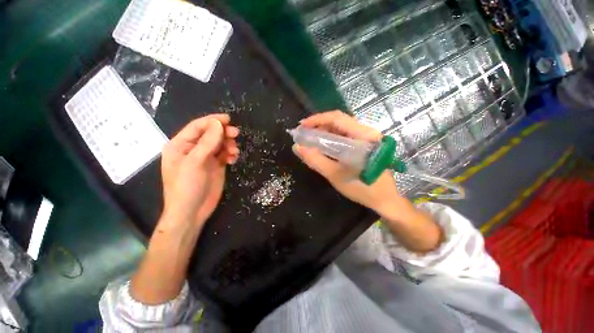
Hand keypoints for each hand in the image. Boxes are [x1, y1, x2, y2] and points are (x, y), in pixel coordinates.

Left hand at [161, 114, 238, 228]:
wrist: (192, 211)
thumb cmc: (186, 186)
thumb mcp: (195, 162)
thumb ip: (207, 142)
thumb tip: (218, 124)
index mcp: (180, 145)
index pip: (198, 127)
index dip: (212, 121)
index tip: (228, 119)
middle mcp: (193, 149)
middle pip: (210, 134)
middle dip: (223, 133)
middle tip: (236, 134)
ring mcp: (205, 158)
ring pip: (219, 144)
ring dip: (228, 144)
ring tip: (234, 152)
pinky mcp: (215, 166)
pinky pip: (224, 154)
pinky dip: (230, 154)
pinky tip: (233, 159)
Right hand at [292, 110, 402, 214]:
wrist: (385, 199)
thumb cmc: (362, 188)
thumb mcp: (335, 175)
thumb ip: (316, 160)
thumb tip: (297, 147)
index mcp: (363, 136)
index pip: (337, 118)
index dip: (317, 119)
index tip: (301, 126)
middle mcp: (367, 132)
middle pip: (339, 120)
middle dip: (319, 125)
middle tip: (304, 133)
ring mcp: (368, 138)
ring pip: (342, 128)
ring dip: (325, 131)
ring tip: (311, 139)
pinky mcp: (366, 144)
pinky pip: (346, 136)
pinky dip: (332, 138)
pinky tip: (324, 145)